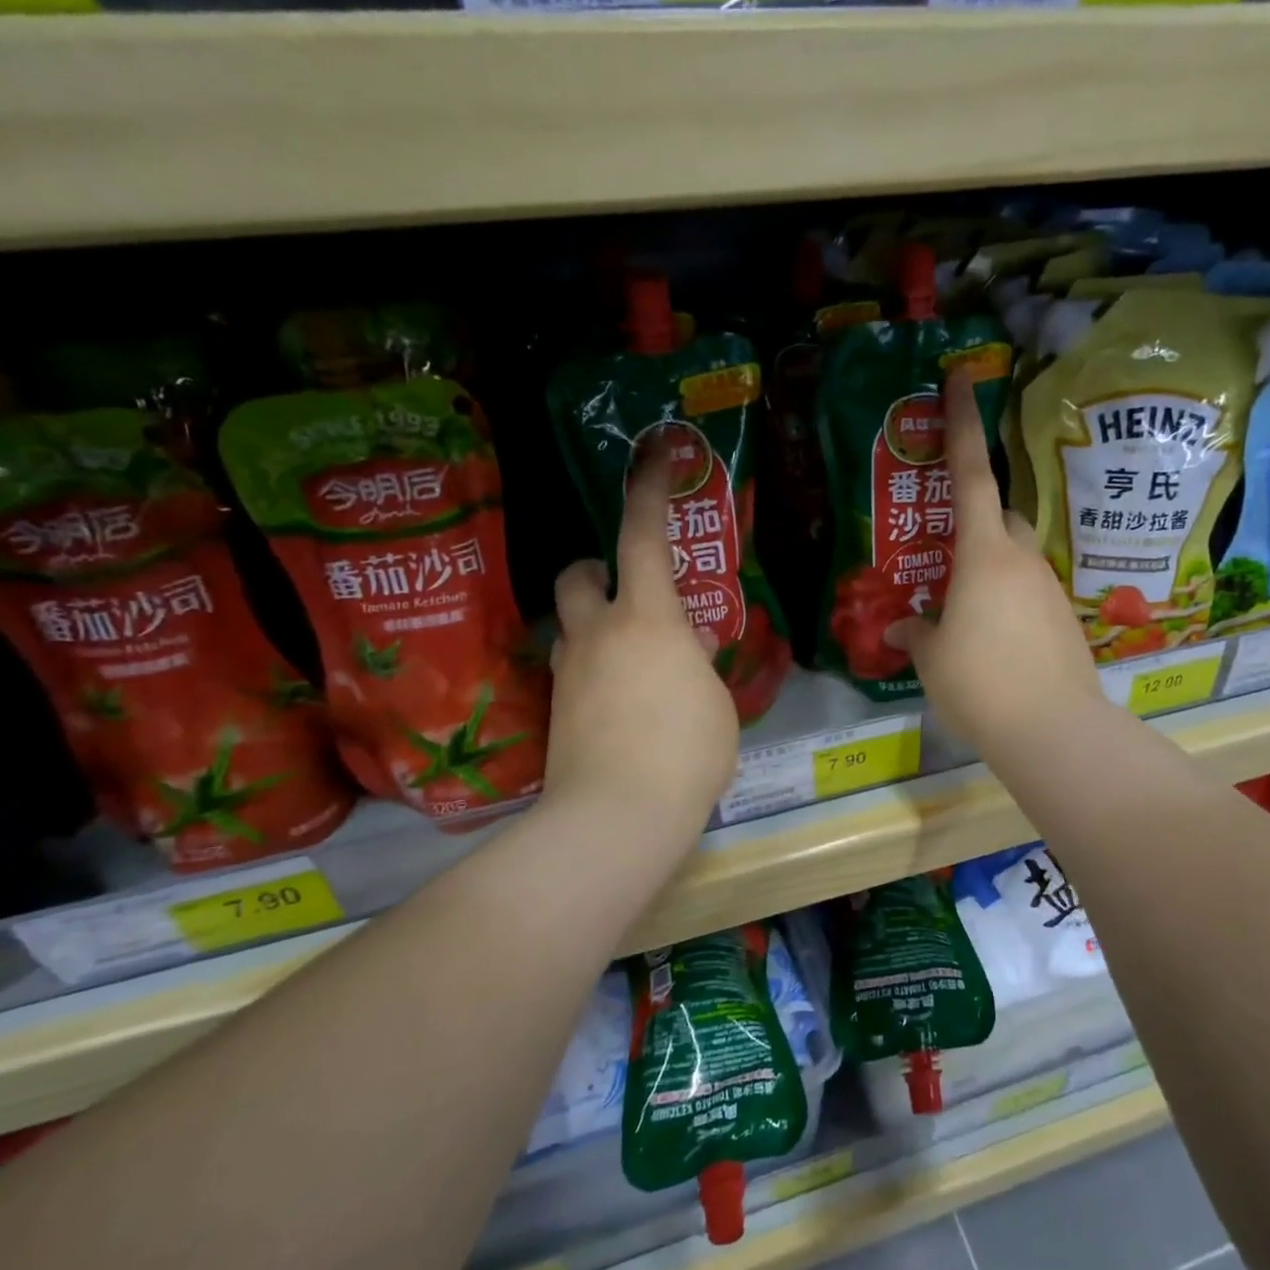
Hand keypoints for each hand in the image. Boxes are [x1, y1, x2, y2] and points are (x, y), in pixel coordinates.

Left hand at [542, 444, 739, 845]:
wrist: (618, 816)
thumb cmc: (688, 752)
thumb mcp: (714, 702)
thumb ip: (696, 665)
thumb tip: (685, 651)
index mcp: (647, 619)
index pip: (643, 537)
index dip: (647, 490)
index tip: (653, 453)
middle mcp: (597, 632)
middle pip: (577, 573)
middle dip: (596, 568)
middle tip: (626, 591)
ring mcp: (568, 671)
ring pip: (568, 624)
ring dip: (594, 623)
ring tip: (632, 660)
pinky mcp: (555, 709)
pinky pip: (571, 669)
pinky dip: (592, 670)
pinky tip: (620, 705)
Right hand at [885, 371, 1102, 758]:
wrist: (1052, 729)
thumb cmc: (980, 683)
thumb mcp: (933, 659)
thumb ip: (917, 634)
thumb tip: (901, 628)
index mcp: (984, 556)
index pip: (970, 476)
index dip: (963, 426)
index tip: (961, 380)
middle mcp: (1022, 560)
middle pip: (1002, 516)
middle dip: (978, 518)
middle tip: (949, 548)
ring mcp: (1049, 589)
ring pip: (1017, 559)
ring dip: (991, 569)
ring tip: (964, 610)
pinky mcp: (1065, 620)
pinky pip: (1030, 594)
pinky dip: (1009, 602)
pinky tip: (993, 639)